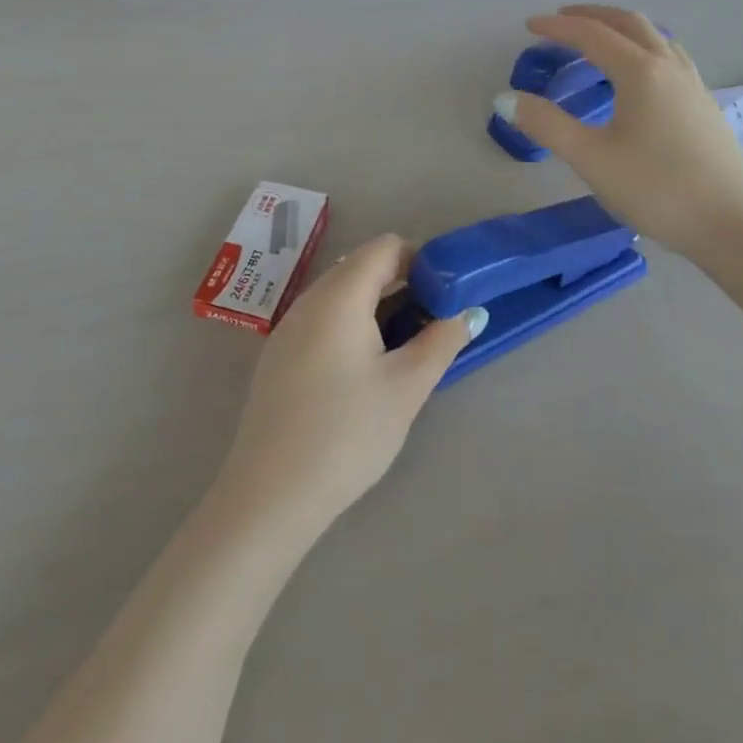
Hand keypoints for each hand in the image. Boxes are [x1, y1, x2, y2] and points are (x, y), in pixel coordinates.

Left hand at [214, 234, 486, 531]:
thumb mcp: (406, 387)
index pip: (385, 247)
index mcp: (339, 296)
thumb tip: (471, 312)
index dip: (421, 259)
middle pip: (362, 266)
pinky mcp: (279, 355)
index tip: (446, 292)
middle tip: (434, 318)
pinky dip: (353, 323)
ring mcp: (289, 327)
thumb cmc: (347, 433)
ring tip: (406, 343)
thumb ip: (442, 341)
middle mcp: (309, 300)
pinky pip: (323, 318)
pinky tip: (367, 366)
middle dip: (403, 282)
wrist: (270, 495)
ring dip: (378, 304)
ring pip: (341, 293)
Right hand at [499, 5, 742, 259]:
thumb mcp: (591, 158)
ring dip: (621, 28)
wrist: (733, 224)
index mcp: (640, 71)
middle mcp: (669, 66)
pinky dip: (643, 47)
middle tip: (561, 20)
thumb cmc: (657, 188)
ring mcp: (692, 84)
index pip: (592, 35)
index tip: (528, 27)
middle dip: (592, 16)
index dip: (558, 28)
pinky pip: (669, 57)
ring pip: (655, 37)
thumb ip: (546, 125)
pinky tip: (640, 75)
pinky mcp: (704, 105)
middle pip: (629, 23)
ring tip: (599, 40)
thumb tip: (505, 98)